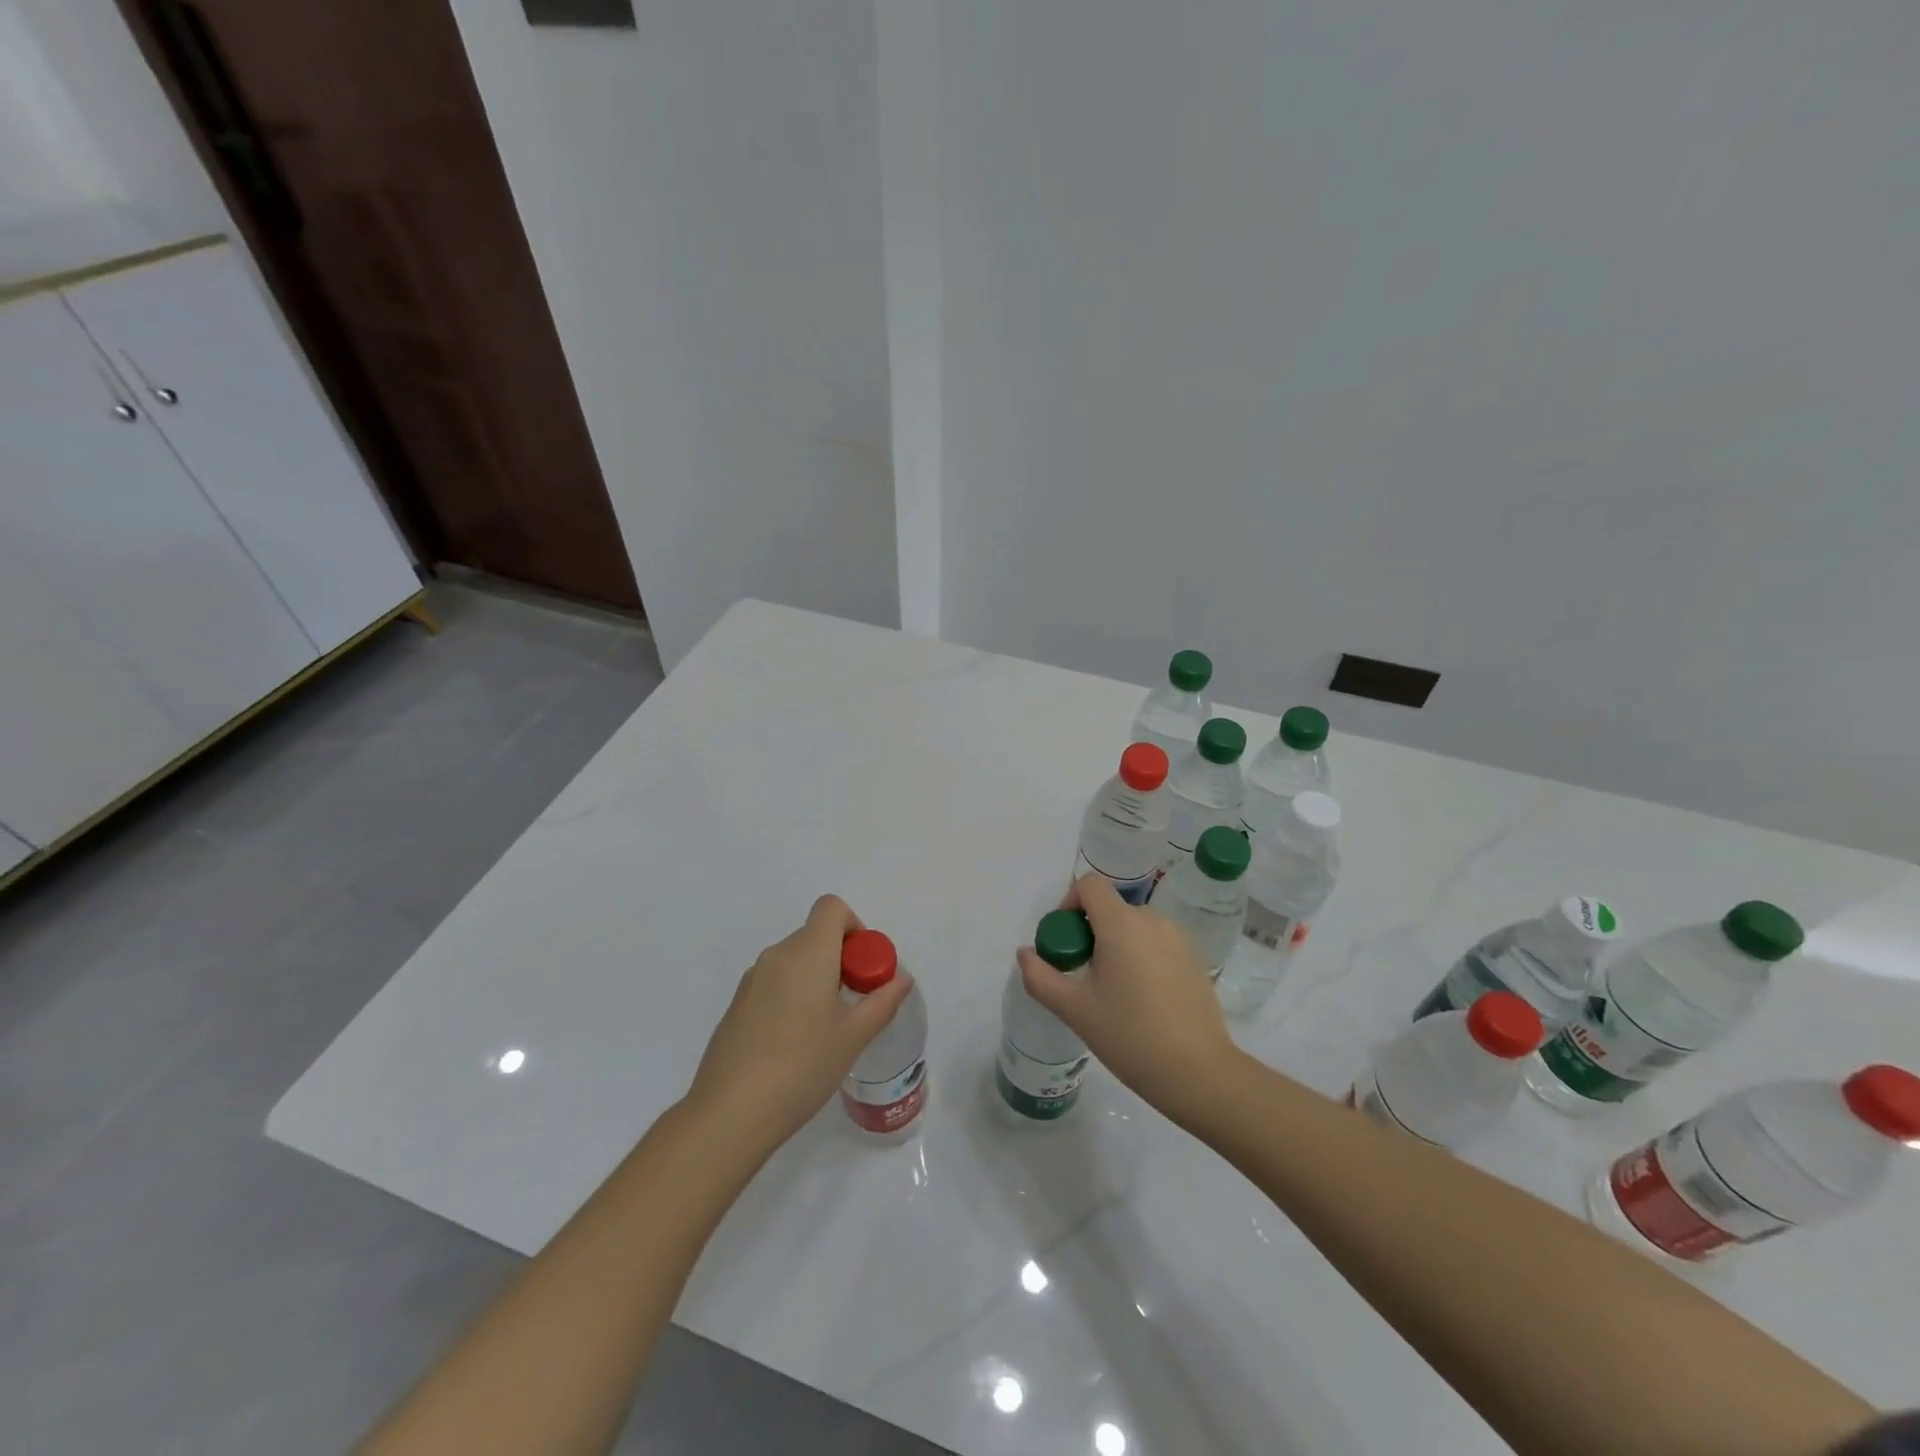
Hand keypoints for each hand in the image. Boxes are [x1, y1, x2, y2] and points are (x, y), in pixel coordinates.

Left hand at [688, 895, 913, 1149]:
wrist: (730, 1113)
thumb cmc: (802, 1066)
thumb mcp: (854, 1036)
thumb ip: (883, 1001)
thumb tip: (902, 978)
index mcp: (808, 953)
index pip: (831, 907)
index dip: (854, 926)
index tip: (862, 967)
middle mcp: (777, 955)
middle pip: (815, 935)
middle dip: (840, 959)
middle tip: (852, 1004)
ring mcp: (752, 980)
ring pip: (794, 961)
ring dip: (816, 978)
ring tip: (824, 1029)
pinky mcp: (737, 1005)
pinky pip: (774, 982)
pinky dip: (792, 995)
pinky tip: (794, 1044)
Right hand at [1017, 874, 1238, 1124]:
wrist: (1198, 1072)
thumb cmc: (1129, 1036)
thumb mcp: (1075, 1010)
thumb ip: (1041, 977)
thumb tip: (1025, 954)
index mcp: (1121, 923)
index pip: (1090, 884)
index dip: (1069, 902)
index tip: (1065, 940)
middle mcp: (1152, 920)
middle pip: (1111, 907)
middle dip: (1090, 931)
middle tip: (1083, 974)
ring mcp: (1178, 939)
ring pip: (1135, 927)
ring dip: (1116, 944)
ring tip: (1112, 991)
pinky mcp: (1195, 959)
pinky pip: (1157, 943)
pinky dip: (1142, 957)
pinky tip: (1143, 1000)